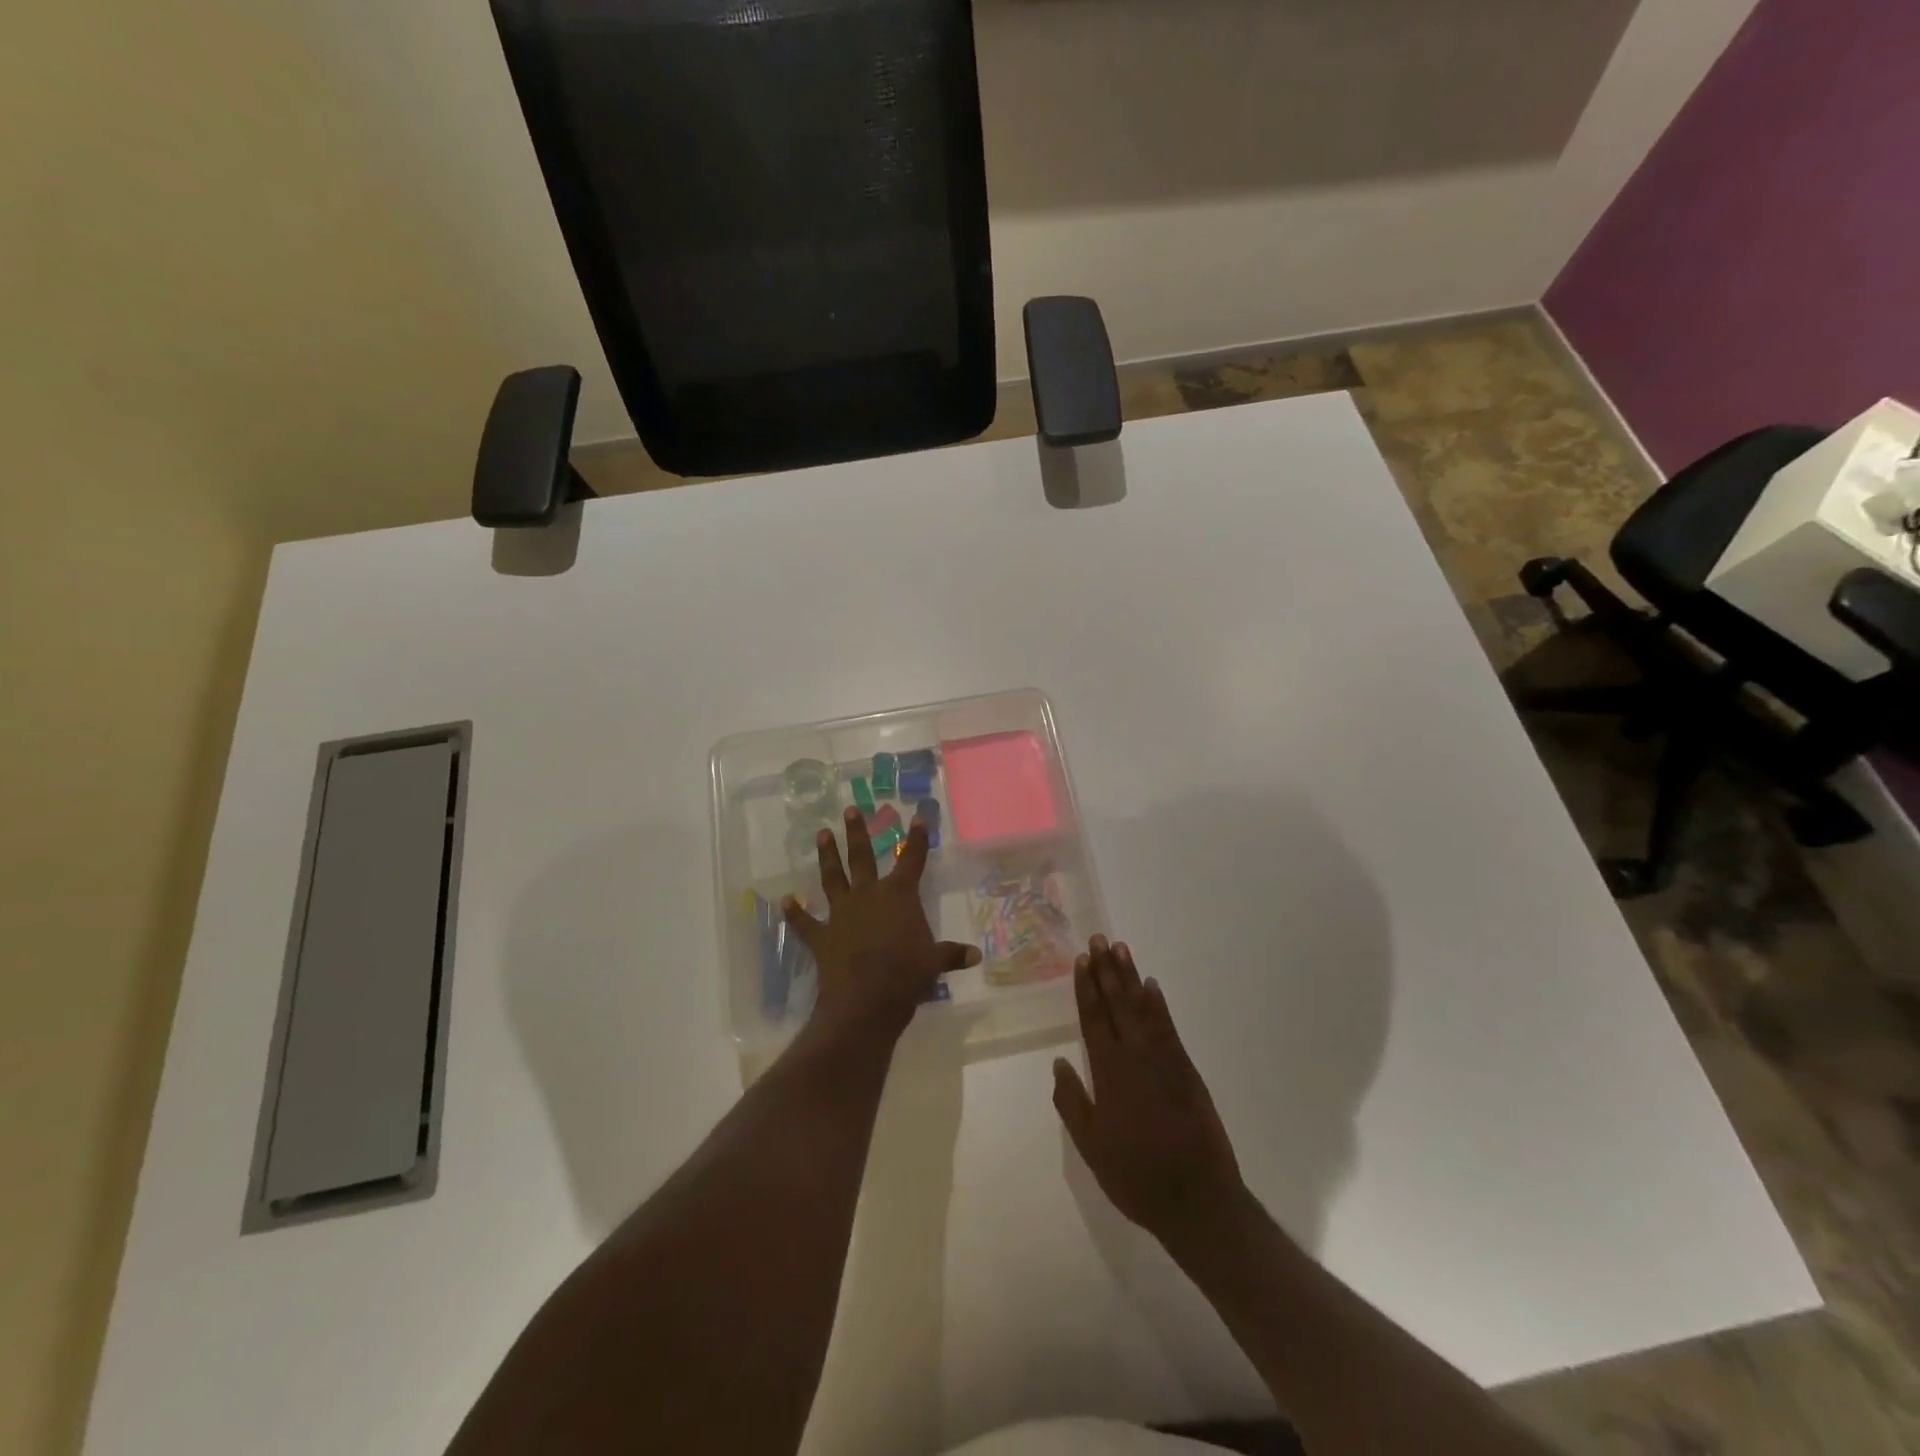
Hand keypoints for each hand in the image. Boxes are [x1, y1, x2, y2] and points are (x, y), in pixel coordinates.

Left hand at [784, 807, 979, 1035]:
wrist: (866, 1000)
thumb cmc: (907, 974)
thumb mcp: (935, 962)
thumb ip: (952, 954)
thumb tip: (976, 955)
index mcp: (899, 895)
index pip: (912, 859)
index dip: (916, 839)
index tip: (916, 817)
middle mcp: (868, 895)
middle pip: (862, 857)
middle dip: (857, 833)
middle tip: (850, 810)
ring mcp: (841, 913)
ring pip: (832, 878)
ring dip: (827, 856)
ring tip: (821, 834)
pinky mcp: (821, 936)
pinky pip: (805, 923)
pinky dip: (794, 913)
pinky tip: (784, 901)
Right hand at [1053, 937, 1244, 1244]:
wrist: (1197, 1199)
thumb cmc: (1136, 1176)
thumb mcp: (1091, 1147)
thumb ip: (1072, 1102)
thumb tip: (1059, 1062)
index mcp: (1109, 1073)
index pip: (1094, 1019)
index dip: (1086, 988)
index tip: (1081, 961)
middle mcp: (1135, 1056)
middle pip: (1117, 1004)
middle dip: (1106, 971)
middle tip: (1099, 940)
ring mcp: (1164, 1060)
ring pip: (1143, 1008)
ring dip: (1130, 977)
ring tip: (1121, 949)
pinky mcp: (1187, 1070)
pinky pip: (1168, 1026)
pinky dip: (1158, 1005)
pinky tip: (1151, 987)